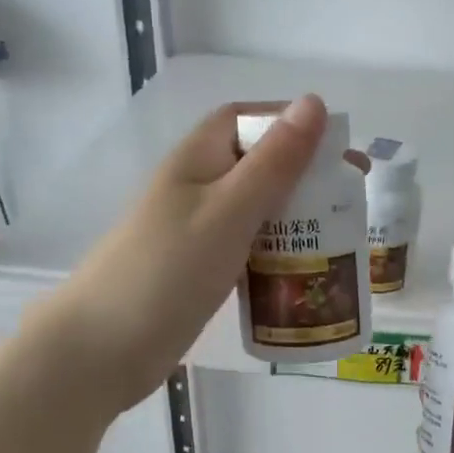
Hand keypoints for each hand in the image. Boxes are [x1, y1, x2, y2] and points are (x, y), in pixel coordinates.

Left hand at [38, 94, 340, 415]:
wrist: (102, 350)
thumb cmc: (168, 271)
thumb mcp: (230, 210)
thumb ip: (275, 161)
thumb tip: (314, 103)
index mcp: (197, 159)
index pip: (246, 119)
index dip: (290, 123)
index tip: (336, 147)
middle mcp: (196, 188)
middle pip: (257, 165)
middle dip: (304, 175)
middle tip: (351, 199)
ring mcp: (195, 231)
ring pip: (255, 210)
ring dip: (295, 216)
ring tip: (340, 236)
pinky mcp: (198, 270)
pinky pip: (247, 247)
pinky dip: (277, 251)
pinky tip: (303, 270)